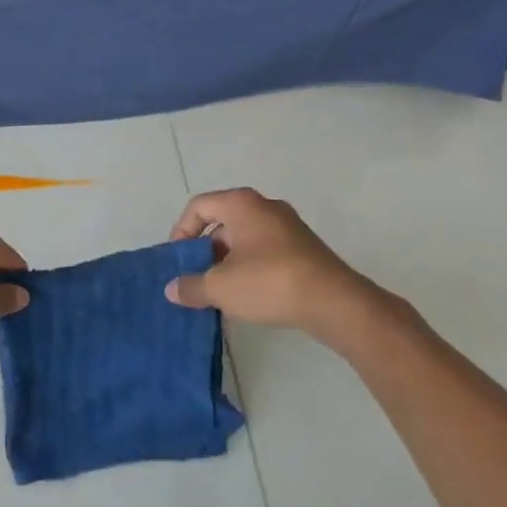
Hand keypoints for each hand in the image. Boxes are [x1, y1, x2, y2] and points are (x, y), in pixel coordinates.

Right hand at [164, 188, 403, 344]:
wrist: (334, 302)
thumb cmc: (269, 282)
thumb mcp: (221, 287)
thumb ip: (192, 286)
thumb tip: (171, 289)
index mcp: (241, 204)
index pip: (199, 206)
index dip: (181, 231)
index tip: (177, 260)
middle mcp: (265, 207)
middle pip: (222, 222)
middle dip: (205, 251)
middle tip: (195, 279)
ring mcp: (288, 227)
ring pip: (245, 240)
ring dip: (227, 264)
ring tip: (218, 295)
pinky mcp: (304, 249)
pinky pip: (265, 252)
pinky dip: (250, 270)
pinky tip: (247, 299)